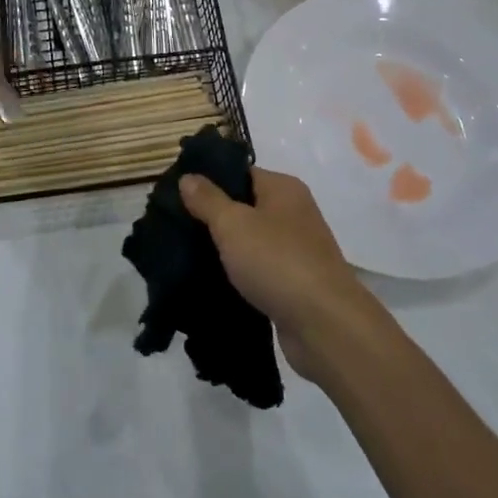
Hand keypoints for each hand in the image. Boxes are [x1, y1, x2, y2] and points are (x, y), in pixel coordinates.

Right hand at [179, 167, 383, 384]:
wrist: (324, 325)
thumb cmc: (277, 261)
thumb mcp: (233, 224)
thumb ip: (208, 200)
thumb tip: (188, 177)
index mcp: (283, 188)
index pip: (240, 172)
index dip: (208, 180)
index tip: (175, 193)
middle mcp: (293, 213)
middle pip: (244, 206)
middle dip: (211, 216)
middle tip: (174, 225)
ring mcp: (296, 249)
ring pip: (249, 240)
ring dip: (223, 248)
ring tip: (184, 253)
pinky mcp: (293, 282)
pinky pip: (257, 269)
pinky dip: (237, 274)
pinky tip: (210, 281)